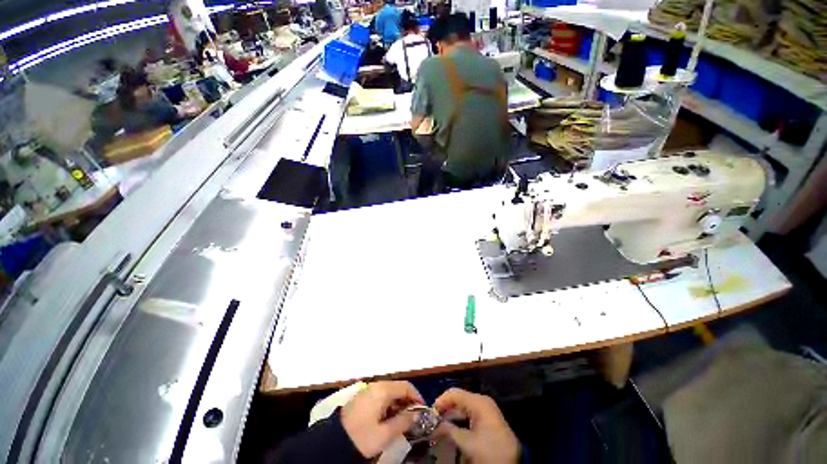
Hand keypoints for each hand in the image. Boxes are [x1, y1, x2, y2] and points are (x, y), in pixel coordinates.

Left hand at [341, 381, 424, 457]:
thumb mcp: (385, 434)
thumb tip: (417, 414)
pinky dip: (388, 404)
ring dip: (398, 404)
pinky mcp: (362, 396)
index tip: (423, 411)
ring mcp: (368, 389)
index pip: (406, 386)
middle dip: (408, 401)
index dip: (417, 397)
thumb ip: (403, 422)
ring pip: (389, 392)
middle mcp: (376, 385)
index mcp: (383, 390)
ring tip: (402, 421)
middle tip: (413, 418)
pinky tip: (388, 418)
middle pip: (398, 388)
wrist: (333, 440)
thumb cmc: (362, 436)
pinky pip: (381, 396)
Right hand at [434, 388, 519, 463]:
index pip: (454, 393)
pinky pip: (470, 414)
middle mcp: (483, 401)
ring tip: (439, 425)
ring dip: (452, 415)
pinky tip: (452, 428)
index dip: (441, 401)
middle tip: (433, 420)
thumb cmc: (488, 451)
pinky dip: (460, 419)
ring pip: (464, 407)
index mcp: (479, 402)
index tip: (429, 413)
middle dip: (445, 408)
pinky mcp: (488, 419)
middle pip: (459, 399)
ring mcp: (487, 410)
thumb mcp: (466, 442)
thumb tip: (432, 426)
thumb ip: (448, 430)